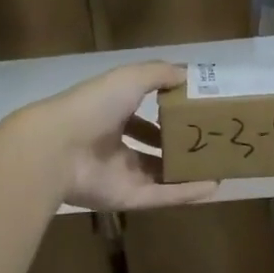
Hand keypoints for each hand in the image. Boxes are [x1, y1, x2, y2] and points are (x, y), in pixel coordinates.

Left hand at [18, 61, 219, 210]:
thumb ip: (159, 74)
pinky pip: (161, 195)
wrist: (57, 149)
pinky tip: (213, 187)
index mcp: (110, 114)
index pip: (141, 114)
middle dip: (176, 144)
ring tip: (216, 167)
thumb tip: (189, 74)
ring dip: (185, 171)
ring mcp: (119, 173)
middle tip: (209, 141)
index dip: (165, 112)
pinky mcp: (126, 198)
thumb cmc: (93, 107)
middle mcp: (113, 144)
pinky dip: (186, 193)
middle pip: (150, 146)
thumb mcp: (129, 78)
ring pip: (158, 174)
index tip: (194, 111)